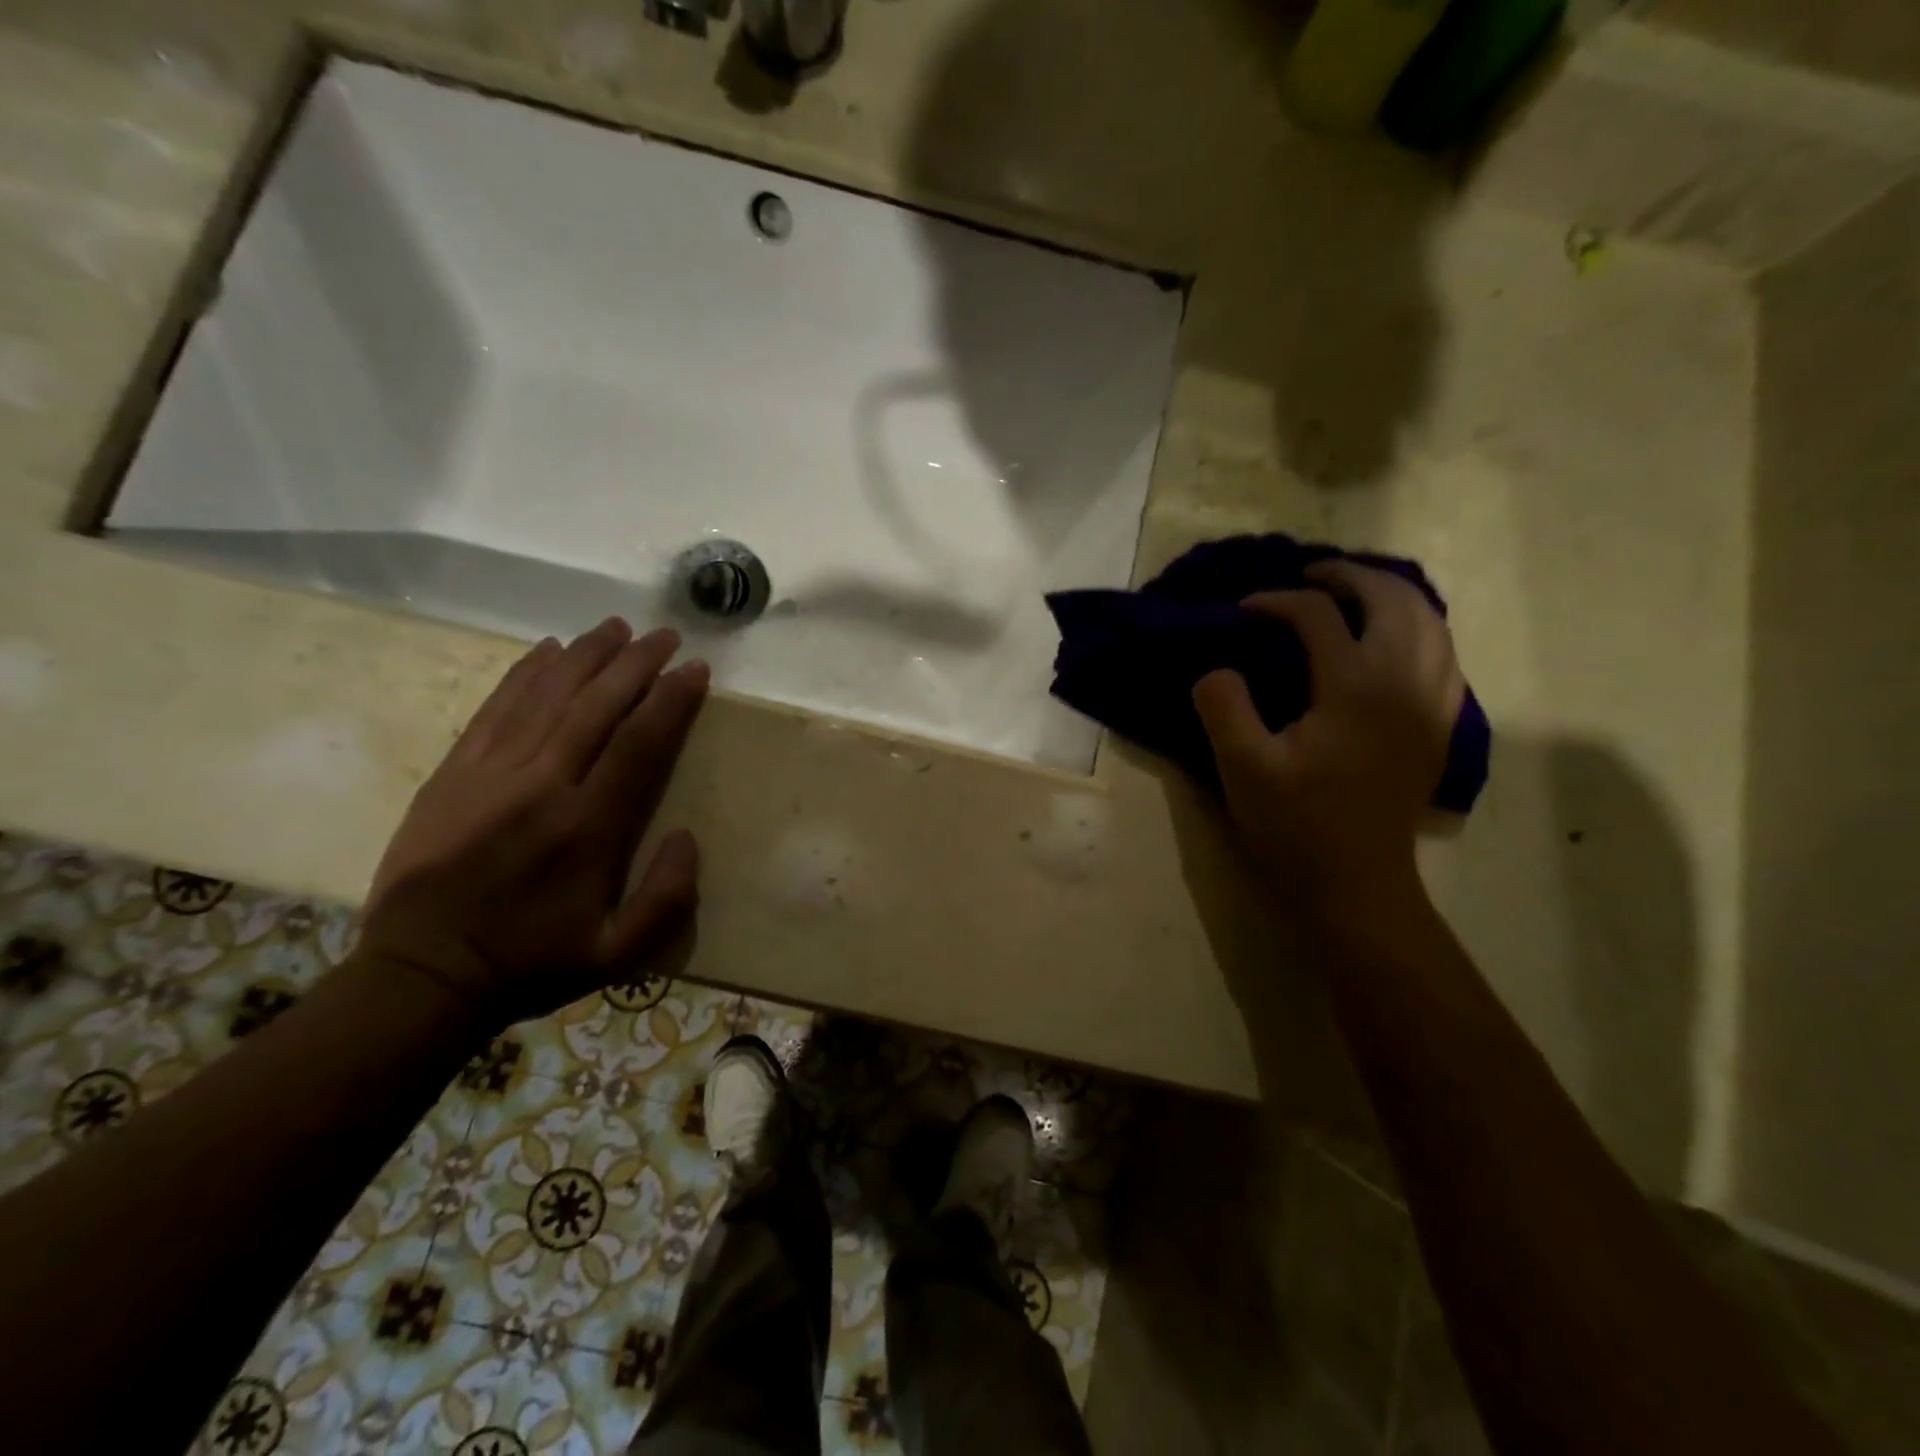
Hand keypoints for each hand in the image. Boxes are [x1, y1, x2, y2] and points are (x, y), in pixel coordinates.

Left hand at [359, 618, 709, 1023]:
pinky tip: (548, 650)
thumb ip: (668, 898)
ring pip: (546, 697)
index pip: (638, 743)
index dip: (671, 700)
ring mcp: (490, 774)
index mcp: (587, 828)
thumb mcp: (619, 955)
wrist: (421, 975)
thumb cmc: (532, 963)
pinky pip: (494, 709)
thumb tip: (687, 835)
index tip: (695, 670)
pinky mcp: (453, 773)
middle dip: (636, 664)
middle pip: (596, 707)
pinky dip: (524, 674)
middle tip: (665, 635)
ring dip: (586, 656)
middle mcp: (542, 786)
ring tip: (616, 627)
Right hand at [1192, 561, 1463, 925]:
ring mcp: (1430, 706)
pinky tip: (1395, 642)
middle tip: (1310, 578)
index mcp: (1355, 688)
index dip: (1276, 603)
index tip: (1244, 611)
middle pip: (1392, 601)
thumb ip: (1223, 705)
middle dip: (1348, 578)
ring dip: (1391, 597)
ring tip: (1353, 596)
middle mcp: (1404, 683)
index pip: (1318, 617)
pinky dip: (1420, 632)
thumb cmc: (1295, 826)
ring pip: (1430, 623)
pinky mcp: (1438, 728)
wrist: (1356, 885)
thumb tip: (1219, 669)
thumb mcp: (1241, 767)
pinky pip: (1444, 657)